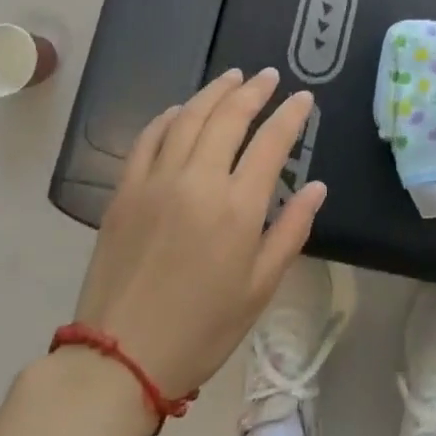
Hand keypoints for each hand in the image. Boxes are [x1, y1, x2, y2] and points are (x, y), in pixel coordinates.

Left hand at [74, 69, 325, 400]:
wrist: (120, 359)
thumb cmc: (202, 329)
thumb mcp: (260, 287)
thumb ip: (292, 230)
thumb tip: (316, 187)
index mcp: (237, 208)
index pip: (271, 142)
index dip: (290, 115)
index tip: (303, 97)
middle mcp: (198, 181)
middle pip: (229, 117)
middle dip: (253, 90)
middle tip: (269, 76)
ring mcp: (156, 181)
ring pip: (188, 117)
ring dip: (213, 92)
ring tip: (232, 77)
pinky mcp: (125, 191)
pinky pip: (148, 138)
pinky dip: (167, 116)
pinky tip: (180, 109)